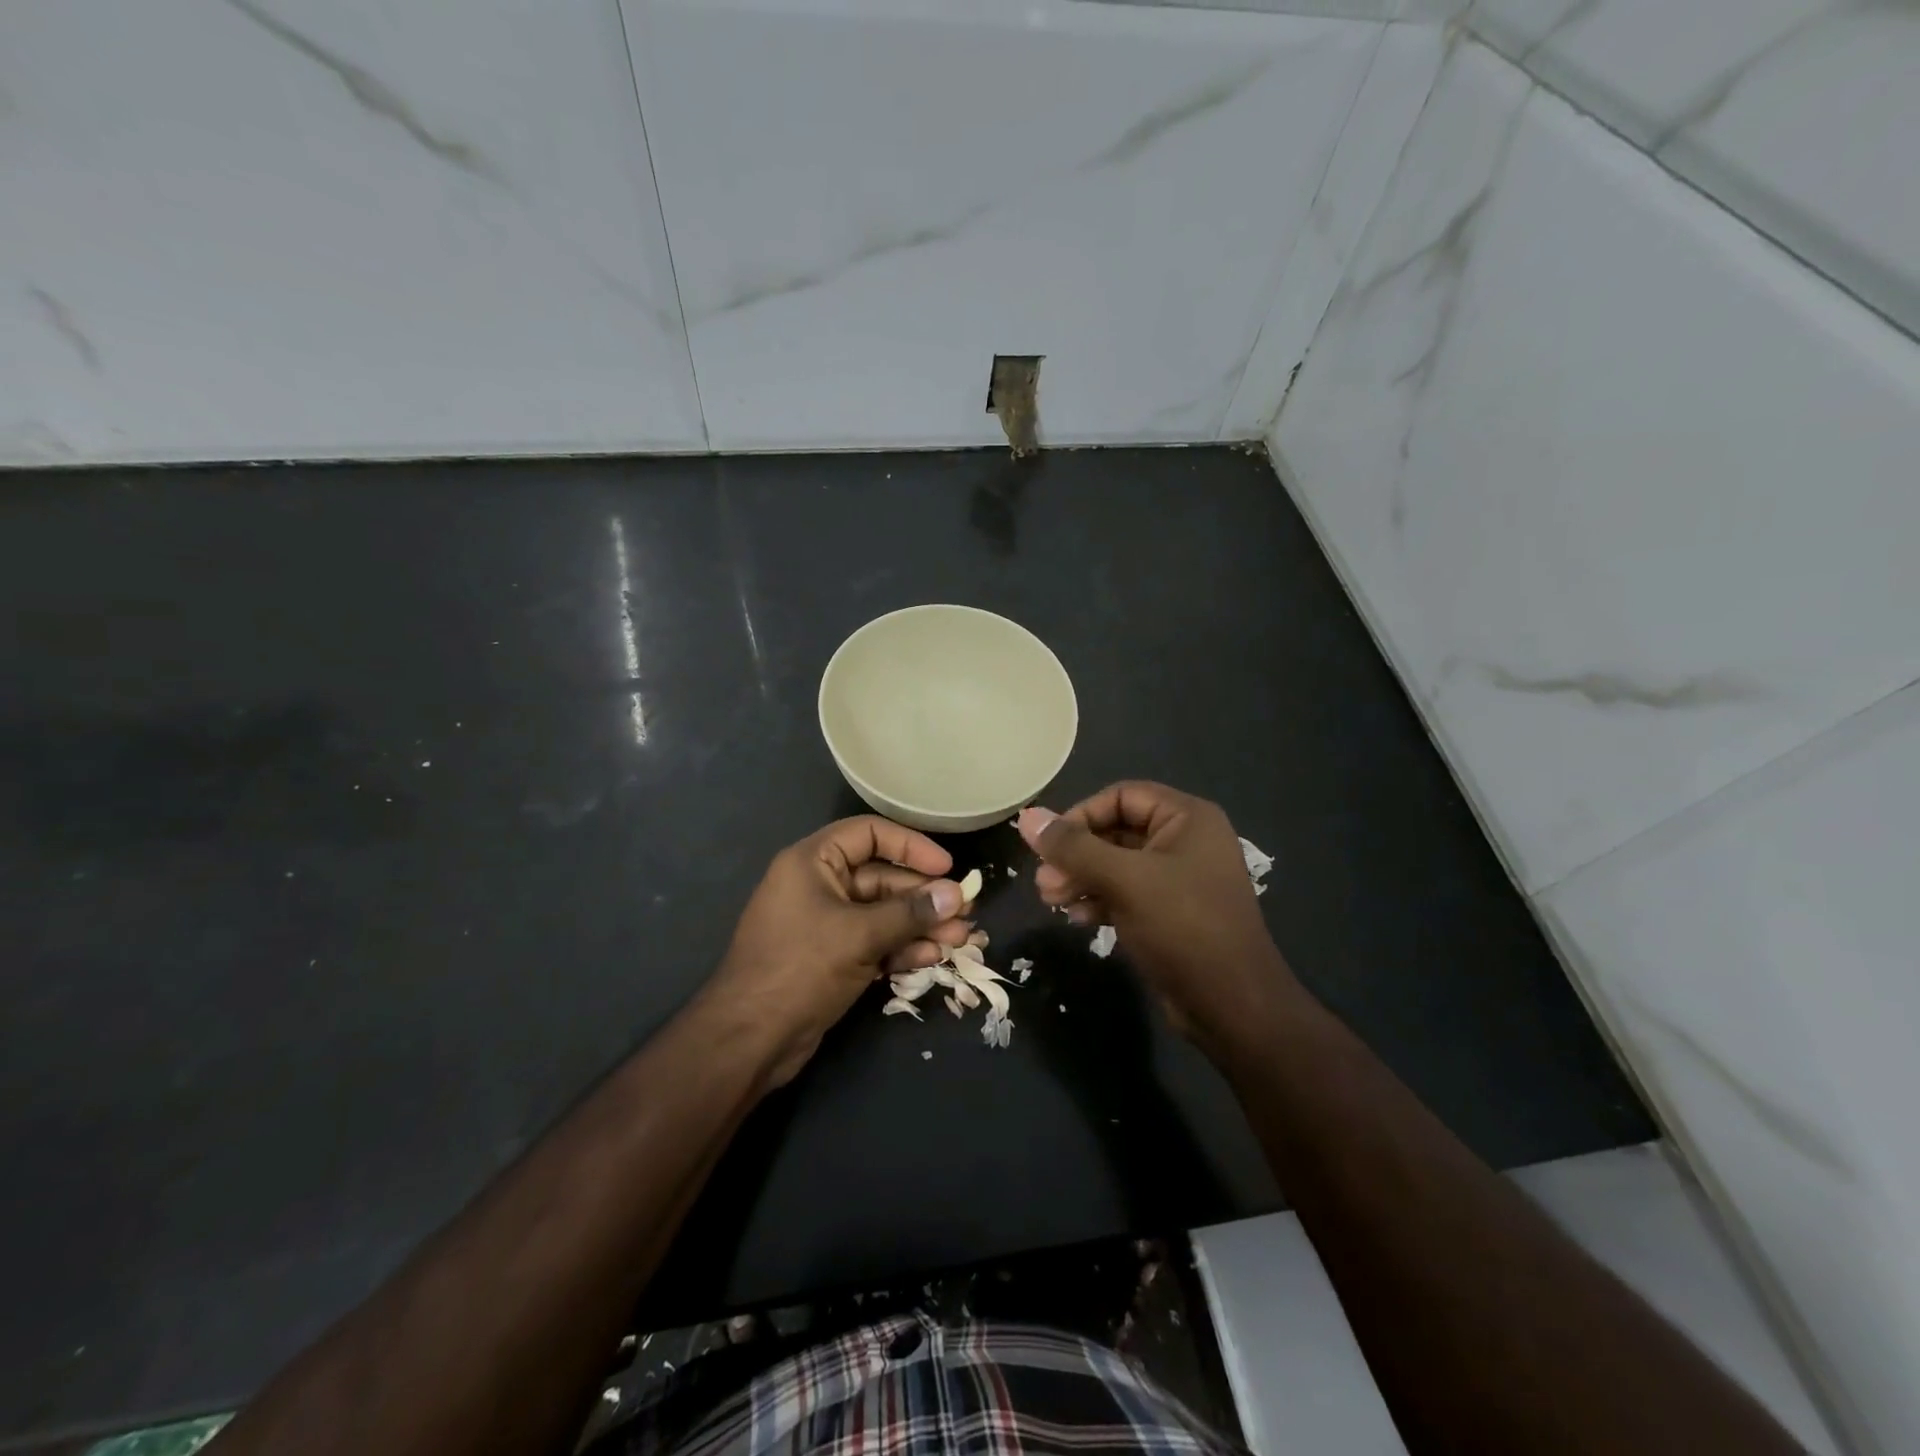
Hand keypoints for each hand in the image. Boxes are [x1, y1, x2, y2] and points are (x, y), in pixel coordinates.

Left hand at [702, 816, 971, 1086]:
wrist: (749, 1040)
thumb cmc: (800, 968)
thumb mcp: (859, 935)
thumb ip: (910, 913)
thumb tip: (956, 894)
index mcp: (813, 862)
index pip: (869, 834)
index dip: (911, 846)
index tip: (947, 866)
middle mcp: (819, 885)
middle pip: (882, 878)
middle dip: (924, 896)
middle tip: (965, 911)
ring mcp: (825, 924)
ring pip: (882, 914)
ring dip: (920, 925)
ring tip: (960, 938)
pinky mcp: (831, 957)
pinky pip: (873, 942)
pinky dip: (900, 948)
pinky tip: (931, 958)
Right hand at [1016, 783, 1298, 1055]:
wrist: (1233, 1006)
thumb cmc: (1183, 927)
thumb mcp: (1125, 880)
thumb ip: (1074, 848)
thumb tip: (1027, 817)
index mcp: (1187, 818)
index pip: (1121, 796)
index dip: (1081, 815)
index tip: (1050, 845)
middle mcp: (1185, 841)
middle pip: (1115, 831)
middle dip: (1076, 855)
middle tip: (1043, 882)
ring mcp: (1179, 880)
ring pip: (1117, 866)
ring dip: (1081, 879)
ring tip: (1051, 901)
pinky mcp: (1170, 914)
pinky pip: (1126, 893)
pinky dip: (1099, 900)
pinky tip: (1078, 918)